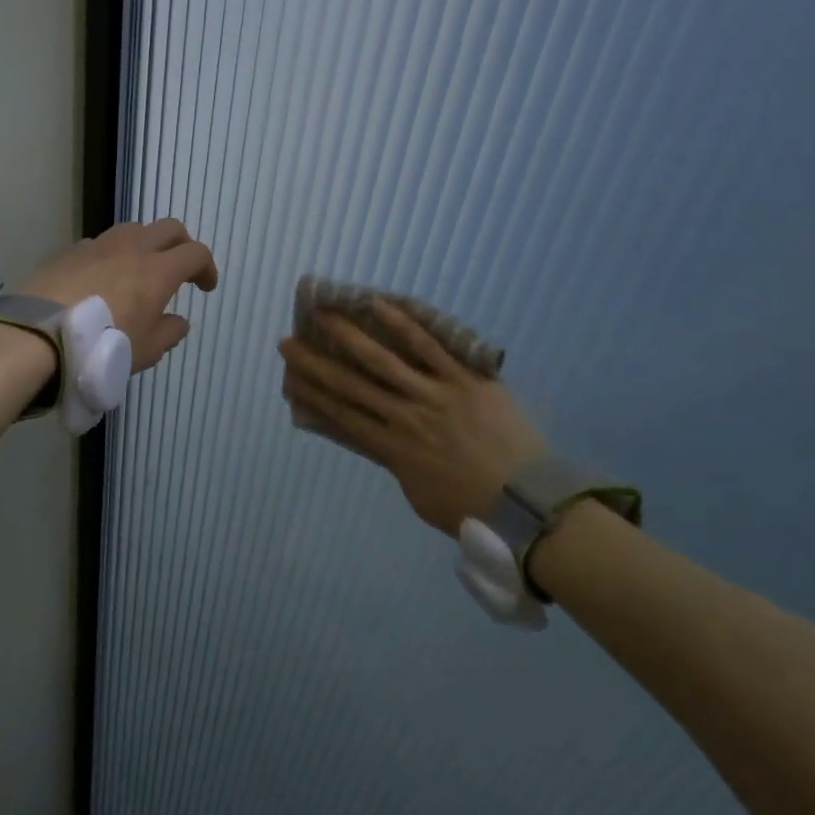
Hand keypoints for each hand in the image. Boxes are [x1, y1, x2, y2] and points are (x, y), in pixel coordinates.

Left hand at [20, 219, 218, 371]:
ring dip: (145, 244)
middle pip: (168, 228)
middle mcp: (132, 248)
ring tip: (139, 270)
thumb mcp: (146, 351)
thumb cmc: (103, 345)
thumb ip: (169, 333)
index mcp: (158, 270)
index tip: (205, 287)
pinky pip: (100, 243)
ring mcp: (98, 245)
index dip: (206, 267)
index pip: (195, 253)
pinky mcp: (70, 251)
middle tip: (180, 269)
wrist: (40, 335)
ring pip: (133, 229)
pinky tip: (102, 278)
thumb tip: (178, 321)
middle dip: (181, 244)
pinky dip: (111, 254)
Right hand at [278, 301, 547, 534]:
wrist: (527, 505)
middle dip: (315, 363)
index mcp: (392, 449)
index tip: (289, 379)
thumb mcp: (419, 495)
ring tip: (323, 314)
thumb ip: (398, 464)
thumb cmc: (473, 509)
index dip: (312, 395)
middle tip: (287, 343)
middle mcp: (404, 416)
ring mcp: (434, 394)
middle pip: (351, 384)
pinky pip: (431, 347)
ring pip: (383, 359)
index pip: (342, 416)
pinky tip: (379, 306)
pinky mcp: (465, 379)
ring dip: (348, 335)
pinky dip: (404, 325)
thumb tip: (384, 441)